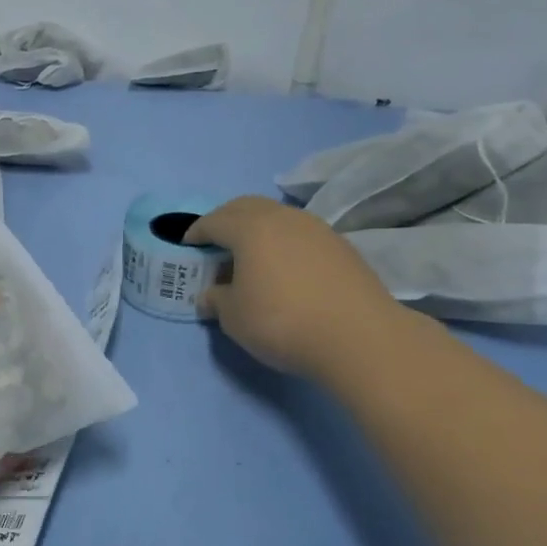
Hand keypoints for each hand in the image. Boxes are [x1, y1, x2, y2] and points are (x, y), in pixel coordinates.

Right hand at [187, 196, 404, 377]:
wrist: (359, 338)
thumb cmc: (281, 322)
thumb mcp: (233, 317)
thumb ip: (216, 299)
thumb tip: (211, 295)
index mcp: (251, 228)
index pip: (214, 221)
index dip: (196, 232)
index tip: (187, 245)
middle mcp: (284, 219)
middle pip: (246, 207)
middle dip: (226, 219)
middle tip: (214, 240)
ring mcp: (318, 230)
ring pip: (278, 217)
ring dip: (258, 229)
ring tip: (249, 255)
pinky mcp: (342, 248)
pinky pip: (300, 234)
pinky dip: (283, 242)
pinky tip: (282, 267)